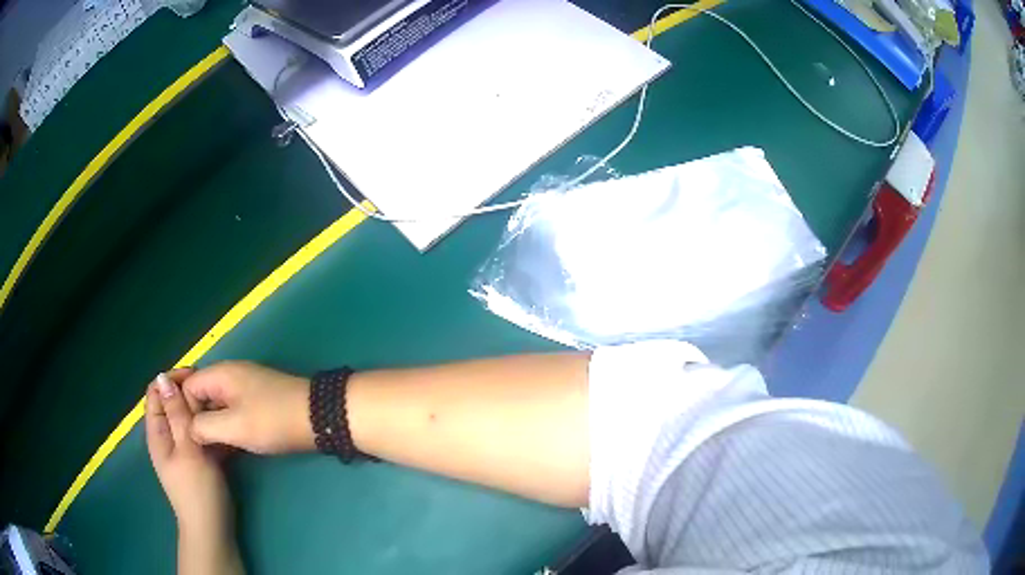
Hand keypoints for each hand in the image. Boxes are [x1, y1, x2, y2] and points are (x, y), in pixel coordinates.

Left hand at [145, 369, 231, 536]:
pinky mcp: (199, 458)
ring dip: (204, 411)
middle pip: (173, 403)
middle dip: (191, 394)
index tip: (197, 376)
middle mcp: (167, 436)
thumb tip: (163, 378)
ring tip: (225, 408)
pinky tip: (228, 428)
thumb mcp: (188, 450)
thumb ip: (178, 415)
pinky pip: (202, 434)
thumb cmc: (197, 490)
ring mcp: (184, 448)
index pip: (156, 392)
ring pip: (190, 419)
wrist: (213, 529)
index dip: (172, 379)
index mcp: (158, 432)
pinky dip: (212, 427)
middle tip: (215, 394)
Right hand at [182, 361, 313, 454]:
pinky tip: (229, 446)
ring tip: (212, 451)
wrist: (320, 417)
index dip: (185, 411)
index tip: (189, 437)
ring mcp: (246, 387)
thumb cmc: (272, 421)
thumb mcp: (233, 426)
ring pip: (217, 405)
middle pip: (201, 395)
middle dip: (197, 419)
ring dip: (213, 425)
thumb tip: (188, 429)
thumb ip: (203, 426)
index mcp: (220, 374)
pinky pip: (233, 411)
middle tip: (199, 447)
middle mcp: (230, 375)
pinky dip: (228, 426)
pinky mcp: (259, 401)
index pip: (187, 387)